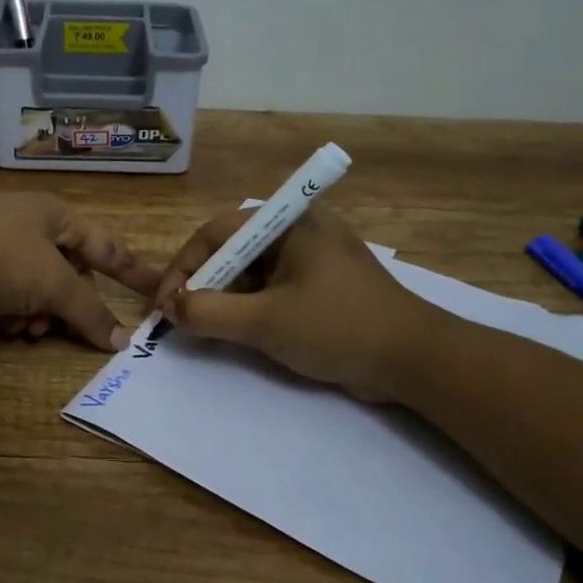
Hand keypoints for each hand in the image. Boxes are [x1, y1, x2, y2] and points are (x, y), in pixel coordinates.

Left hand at [0, 194, 161, 351]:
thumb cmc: (0, 257)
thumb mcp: (53, 284)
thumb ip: (89, 312)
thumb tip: (121, 340)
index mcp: (53, 213)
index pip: (104, 245)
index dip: (130, 270)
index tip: (154, 289)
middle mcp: (23, 220)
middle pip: (64, 271)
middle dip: (63, 305)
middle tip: (57, 329)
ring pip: (30, 285)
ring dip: (33, 312)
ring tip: (21, 329)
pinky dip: (4, 310)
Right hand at [155, 206, 452, 401]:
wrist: (415, 360)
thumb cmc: (338, 328)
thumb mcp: (265, 322)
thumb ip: (209, 314)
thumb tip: (171, 309)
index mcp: (290, 223)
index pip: (217, 232)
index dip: (185, 266)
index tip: (167, 303)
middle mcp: (299, 231)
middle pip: (232, 250)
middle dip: (203, 284)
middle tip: (183, 318)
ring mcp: (312, 259)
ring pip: (250, 272)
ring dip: (224, 299)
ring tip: (205, 328)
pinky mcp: (320, 286)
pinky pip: (271, 289)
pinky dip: (248, 308)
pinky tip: (236, 331)